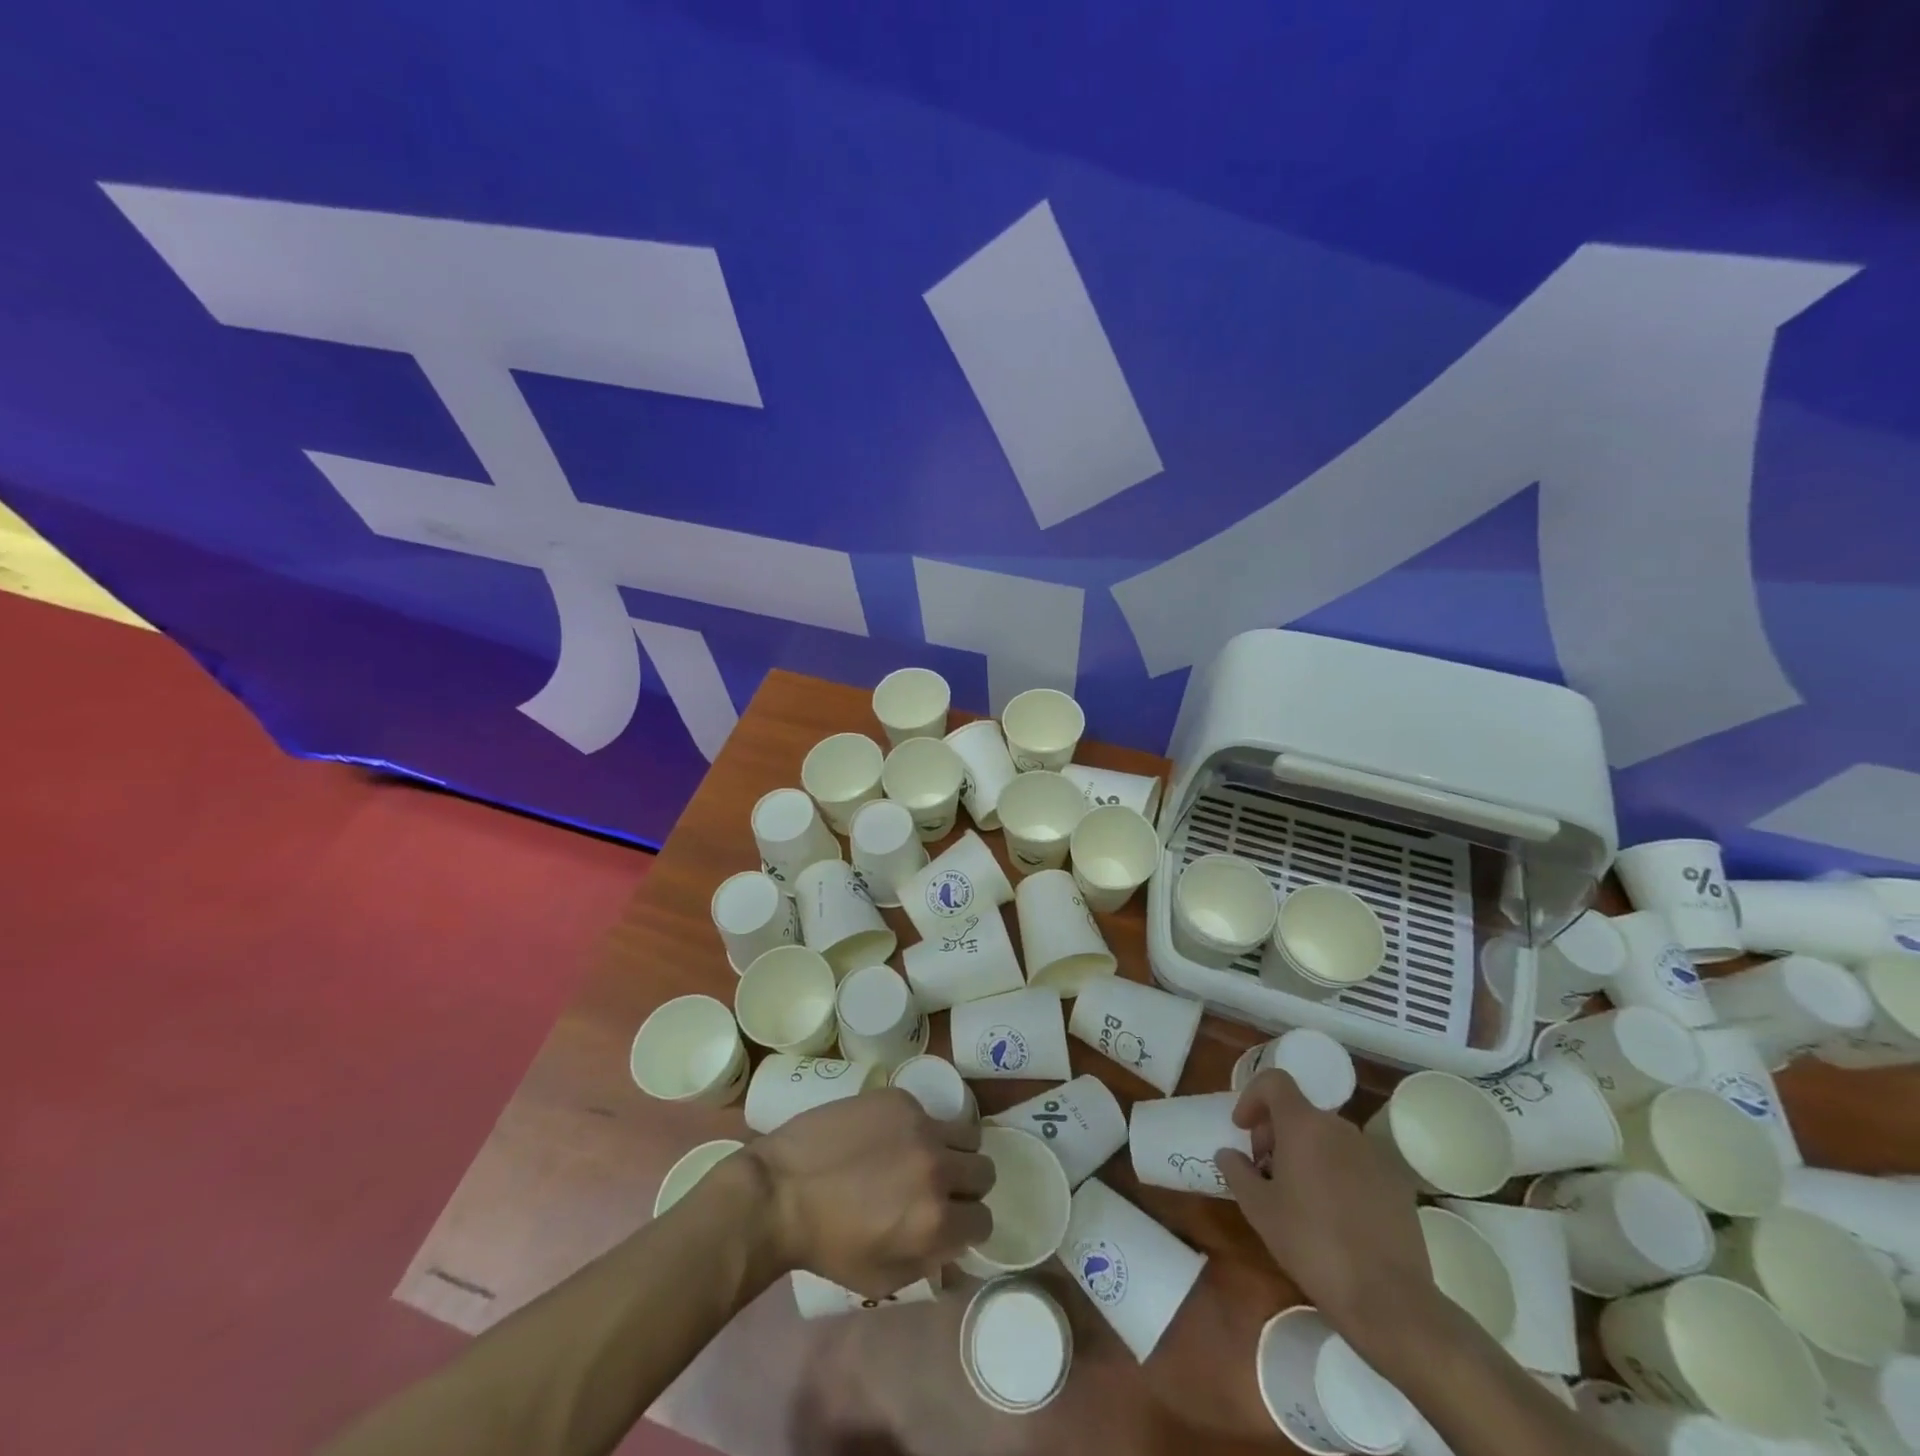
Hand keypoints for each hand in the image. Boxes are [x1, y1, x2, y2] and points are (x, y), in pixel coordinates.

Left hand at [747, 1088, 993, 1297]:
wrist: (780, 1189)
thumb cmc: (826, 1244)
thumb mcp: (881, 1277)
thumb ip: (928, 1264)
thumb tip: (956, 1254)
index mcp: (936, 1220)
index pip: (984, 1220)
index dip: (968, 1225)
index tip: (951, 1222)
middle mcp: (938, 1168)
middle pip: (984, 1170)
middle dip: (968, 1184)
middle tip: (940, 1187)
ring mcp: (920, 1125)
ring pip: (966, 1133)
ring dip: (953, 1148)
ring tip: (923, 1155)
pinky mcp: (900, 1098)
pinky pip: (928, 1111)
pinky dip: (917, 1126)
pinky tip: (888, 1136)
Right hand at [1217, 1070, 1435, 1358]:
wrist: (1389, 1299)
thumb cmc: (1313, 1245)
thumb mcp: (1259, 1210)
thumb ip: (1237, 1172)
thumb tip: (1229, 1154)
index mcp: (1304, 1125)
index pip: (1274, 1081)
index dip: (1252, 1096)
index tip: (1243, 1129)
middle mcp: (1340, 1128)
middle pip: (1300, 1111)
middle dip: (1276, 1132)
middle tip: (1265, 1170)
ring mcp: (1373, 1154)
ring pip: (1328, 1137)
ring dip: (1307, 1152)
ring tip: (1299, 1196)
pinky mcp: (1396, 1182)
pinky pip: (1356, 1162)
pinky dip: (1337, 1173)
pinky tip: (1335, 1216)